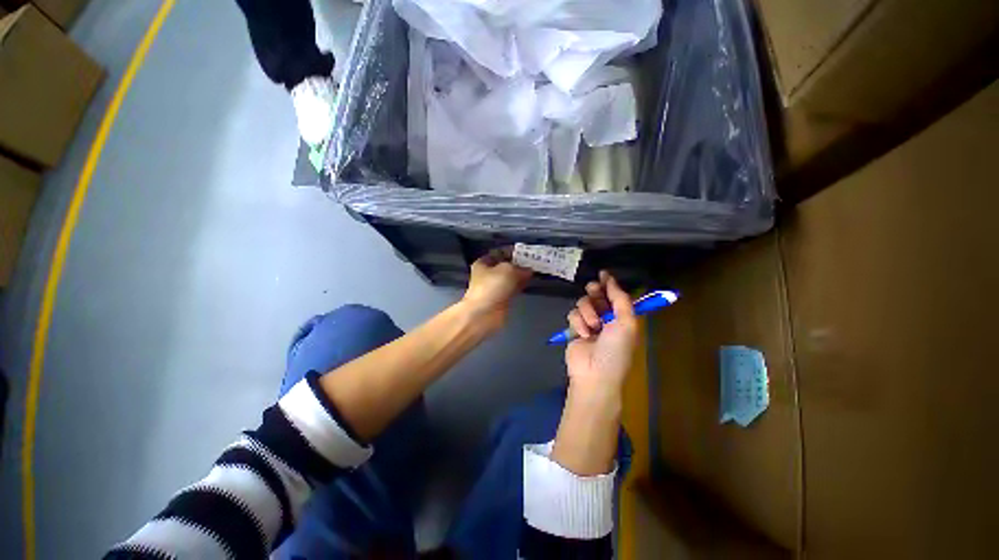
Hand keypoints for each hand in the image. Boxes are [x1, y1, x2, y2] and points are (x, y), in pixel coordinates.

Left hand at [461, 249, 532, 332]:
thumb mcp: (507, 269)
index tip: (526, 251)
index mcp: (484, 263)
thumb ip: (519, 267)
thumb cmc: (492, 286)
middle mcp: (488, 274)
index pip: (499, 252)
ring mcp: (495, 287)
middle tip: (534, 259)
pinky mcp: (502, 298)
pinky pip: (514, 287)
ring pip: (511, 277)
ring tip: (536, 268)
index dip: (512, 251)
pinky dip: (521, 284)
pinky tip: (531, 280)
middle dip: (519, 263)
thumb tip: (528, 269)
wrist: (484, 314)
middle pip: (506, 265)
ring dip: (521, 274)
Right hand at [564, 271, 637, 399]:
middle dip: (595, 292)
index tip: (603, 273)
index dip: (610, 284)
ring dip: (588, 312)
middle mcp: (605, 318)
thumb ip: (620, 299)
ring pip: (583, 303)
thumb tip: (611, 280)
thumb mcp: (626, 323)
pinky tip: (583, 335)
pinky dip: (578, 323)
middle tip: (593, 290)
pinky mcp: (575, 328)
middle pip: (597, 295)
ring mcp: (589, 323)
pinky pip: (573, 314)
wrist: (595, 373)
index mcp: (622, 317)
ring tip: (593, 326)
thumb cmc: (616, 349)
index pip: (615, 295)